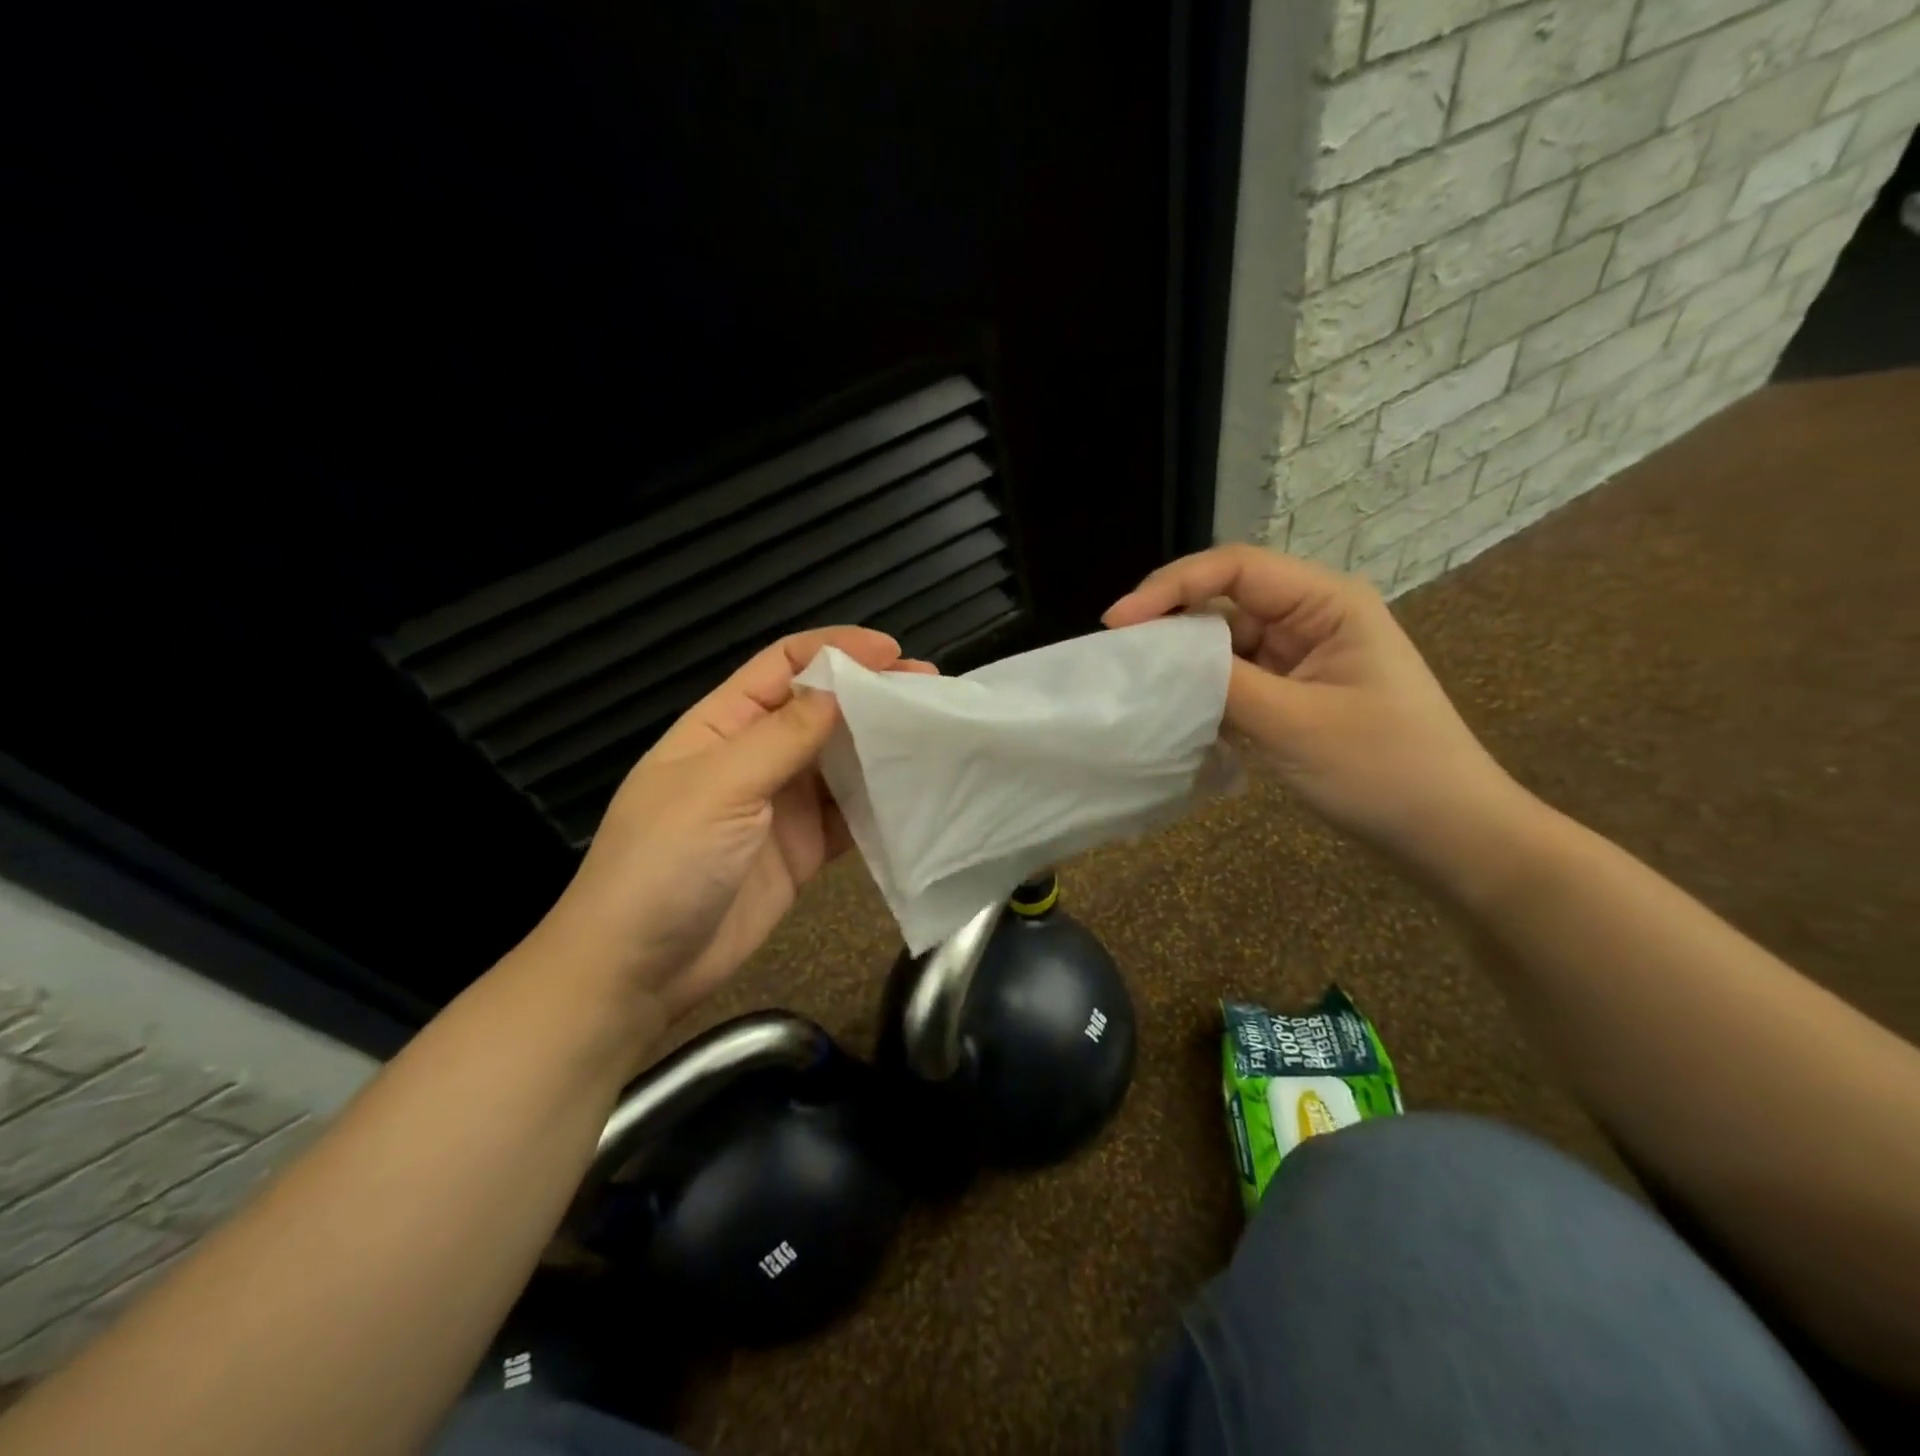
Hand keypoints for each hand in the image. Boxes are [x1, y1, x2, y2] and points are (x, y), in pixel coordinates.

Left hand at [535, 626, 929, 1021]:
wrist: (638, 970)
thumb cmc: (664, 863)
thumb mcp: (719, 786)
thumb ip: (783, 737)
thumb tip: (841, 690)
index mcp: (723, 724)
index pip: (784, 665)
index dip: (837, 650)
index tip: (893, 653)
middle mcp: (757, 756)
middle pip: (822, 710)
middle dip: (873, 695)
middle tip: (930, 692)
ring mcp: (783, 804)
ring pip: (842, 760)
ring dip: (883, 746)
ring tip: (936, 735)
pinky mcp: (804, 848)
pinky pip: (851, 814)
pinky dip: (882, 802)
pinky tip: (917, 792)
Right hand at [1103, 544, 1527, 875]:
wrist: (1446, 834)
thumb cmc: (1384, 769)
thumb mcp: (1294, 724)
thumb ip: (1221, 684)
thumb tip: (1155, 660)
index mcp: (1327, 603)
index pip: (1235, 568)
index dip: (1170, 586)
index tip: (1117, 623)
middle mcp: (1312, 618)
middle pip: (1225, 601)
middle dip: (1170, 624)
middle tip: (1119, 657)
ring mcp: (1302, 658)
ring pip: (1225, 644)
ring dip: (1185, 663)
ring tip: (1138, 686)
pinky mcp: (1293, 694)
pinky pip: (1236, 679)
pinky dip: (1204, 692)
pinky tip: (1175, 711)